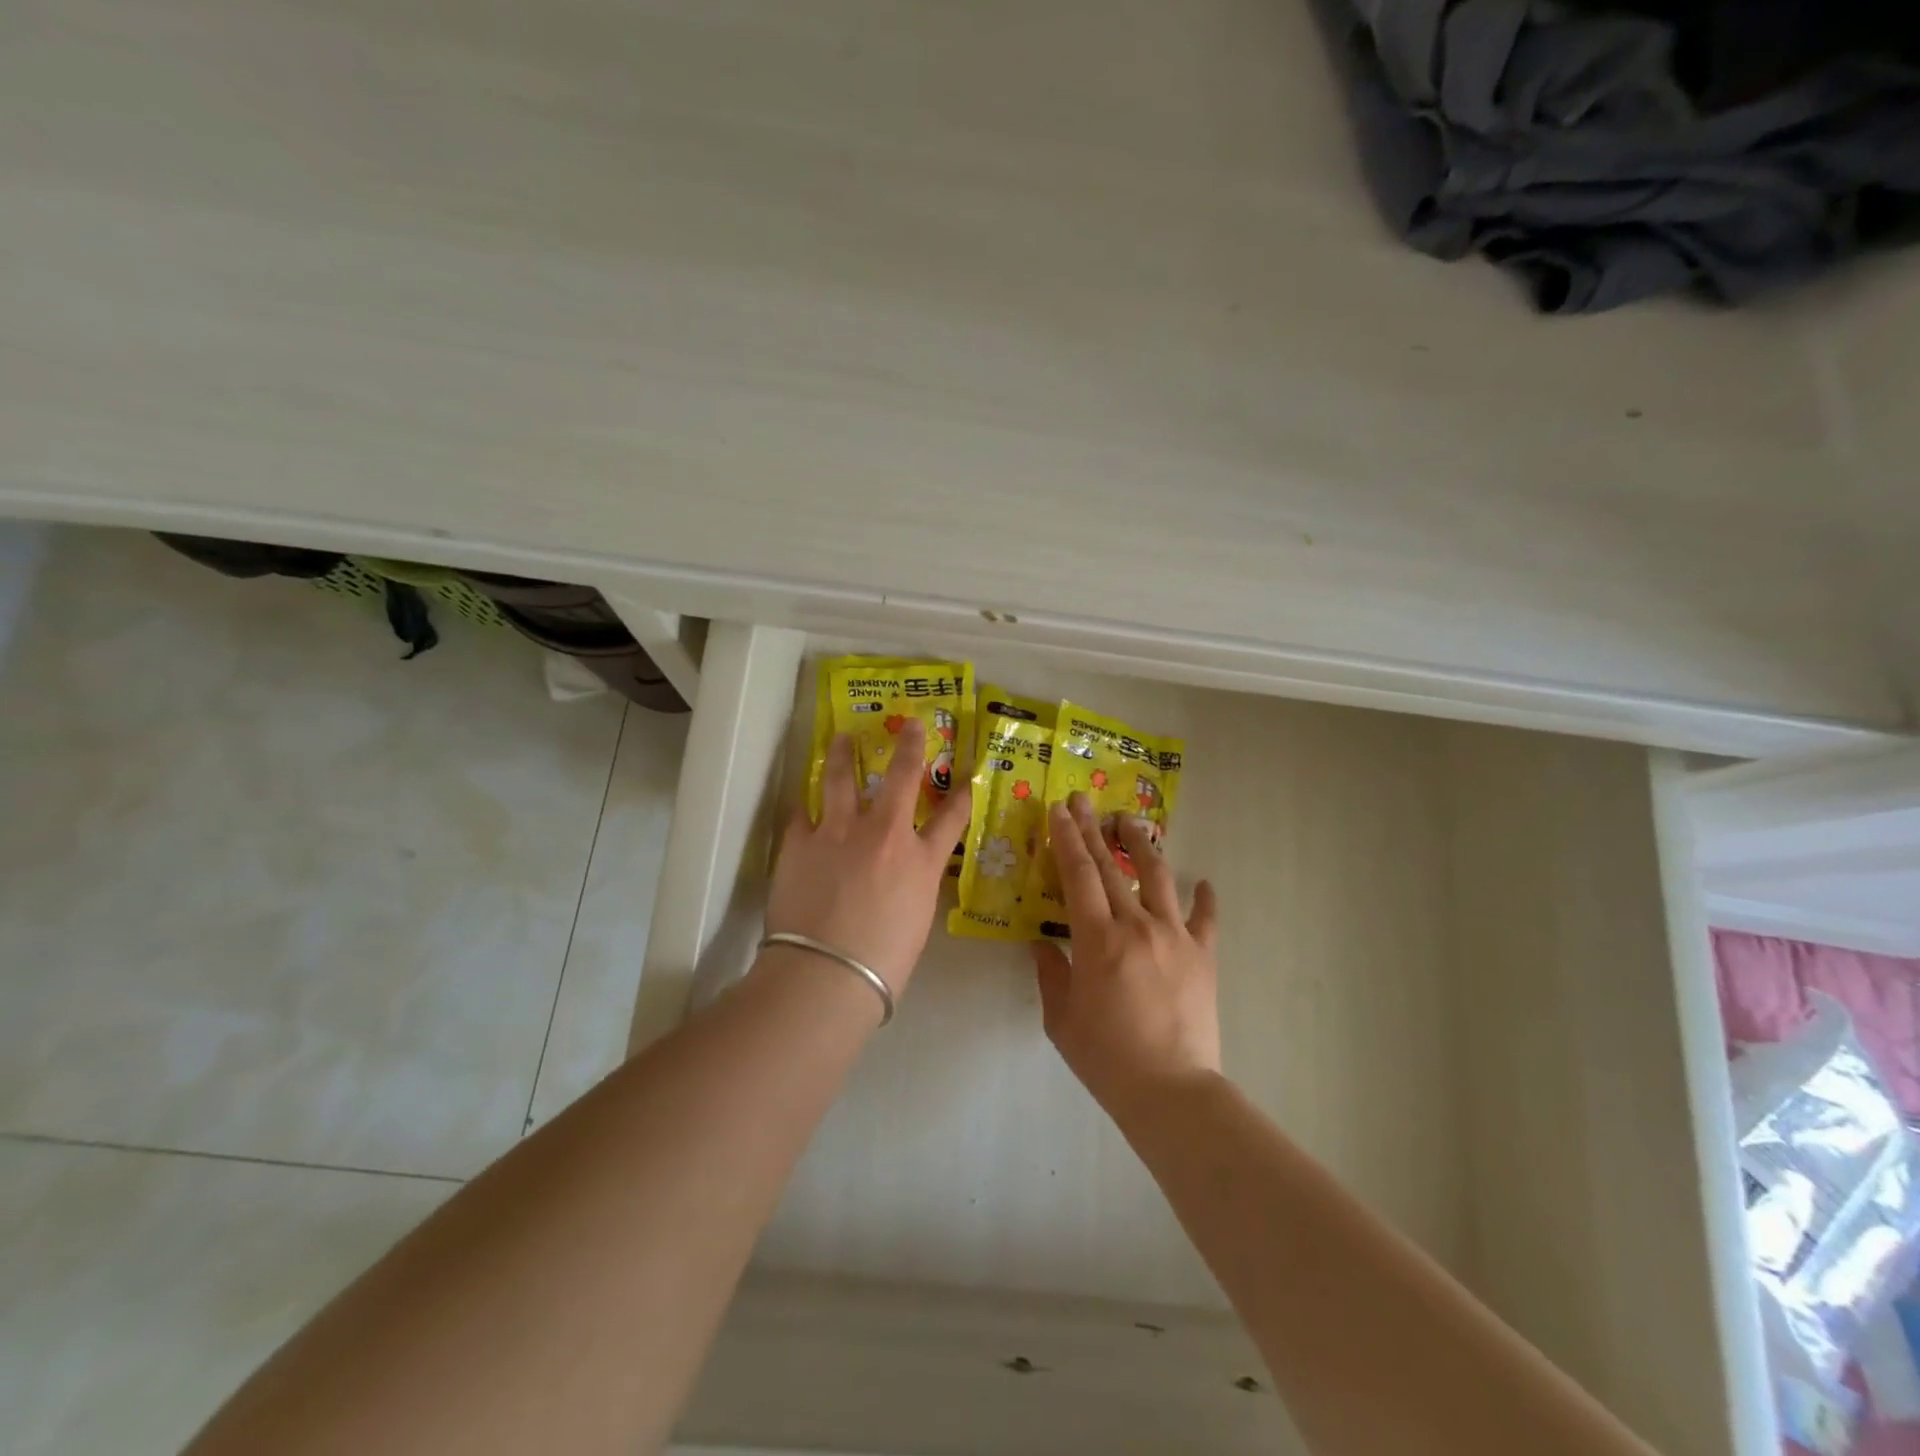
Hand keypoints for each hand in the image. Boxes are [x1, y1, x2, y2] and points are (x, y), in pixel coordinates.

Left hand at [766, 718, 971, 996]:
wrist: (826, 973)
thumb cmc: (883, 962)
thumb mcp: (917, 920)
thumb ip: (914, 886)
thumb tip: (905, 875)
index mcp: (920, 861)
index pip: (952, 819)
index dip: (961, 796)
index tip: (967, 778)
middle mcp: (884, 834)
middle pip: (900, 778)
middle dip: (909, 748)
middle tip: (910, 725)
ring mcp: (839, 832)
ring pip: (842, 780)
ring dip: (845, 755)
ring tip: (843, 738)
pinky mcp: (800, 841)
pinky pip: (802, 812)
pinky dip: (806, 805)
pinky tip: (804, 798)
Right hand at [1032, 795, 1220, 1117]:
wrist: (1172, 1092)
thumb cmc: (1107, 1058)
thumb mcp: (1061, 1019)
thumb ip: (1050, 974)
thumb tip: (1040, 943)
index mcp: (1097, 939)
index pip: (1078, 874)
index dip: (1066, 838)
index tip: (1059, 810)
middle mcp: (1137, 926)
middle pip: (1112, 867)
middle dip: (1093, 831)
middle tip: (1083, 802)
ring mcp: (1175, 937)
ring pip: (1158, 878)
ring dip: (1142, 846)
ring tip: (1130, 823)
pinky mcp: (1203, 956)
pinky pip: (1205, 919)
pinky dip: (1205, 899)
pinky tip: (1204, 883)